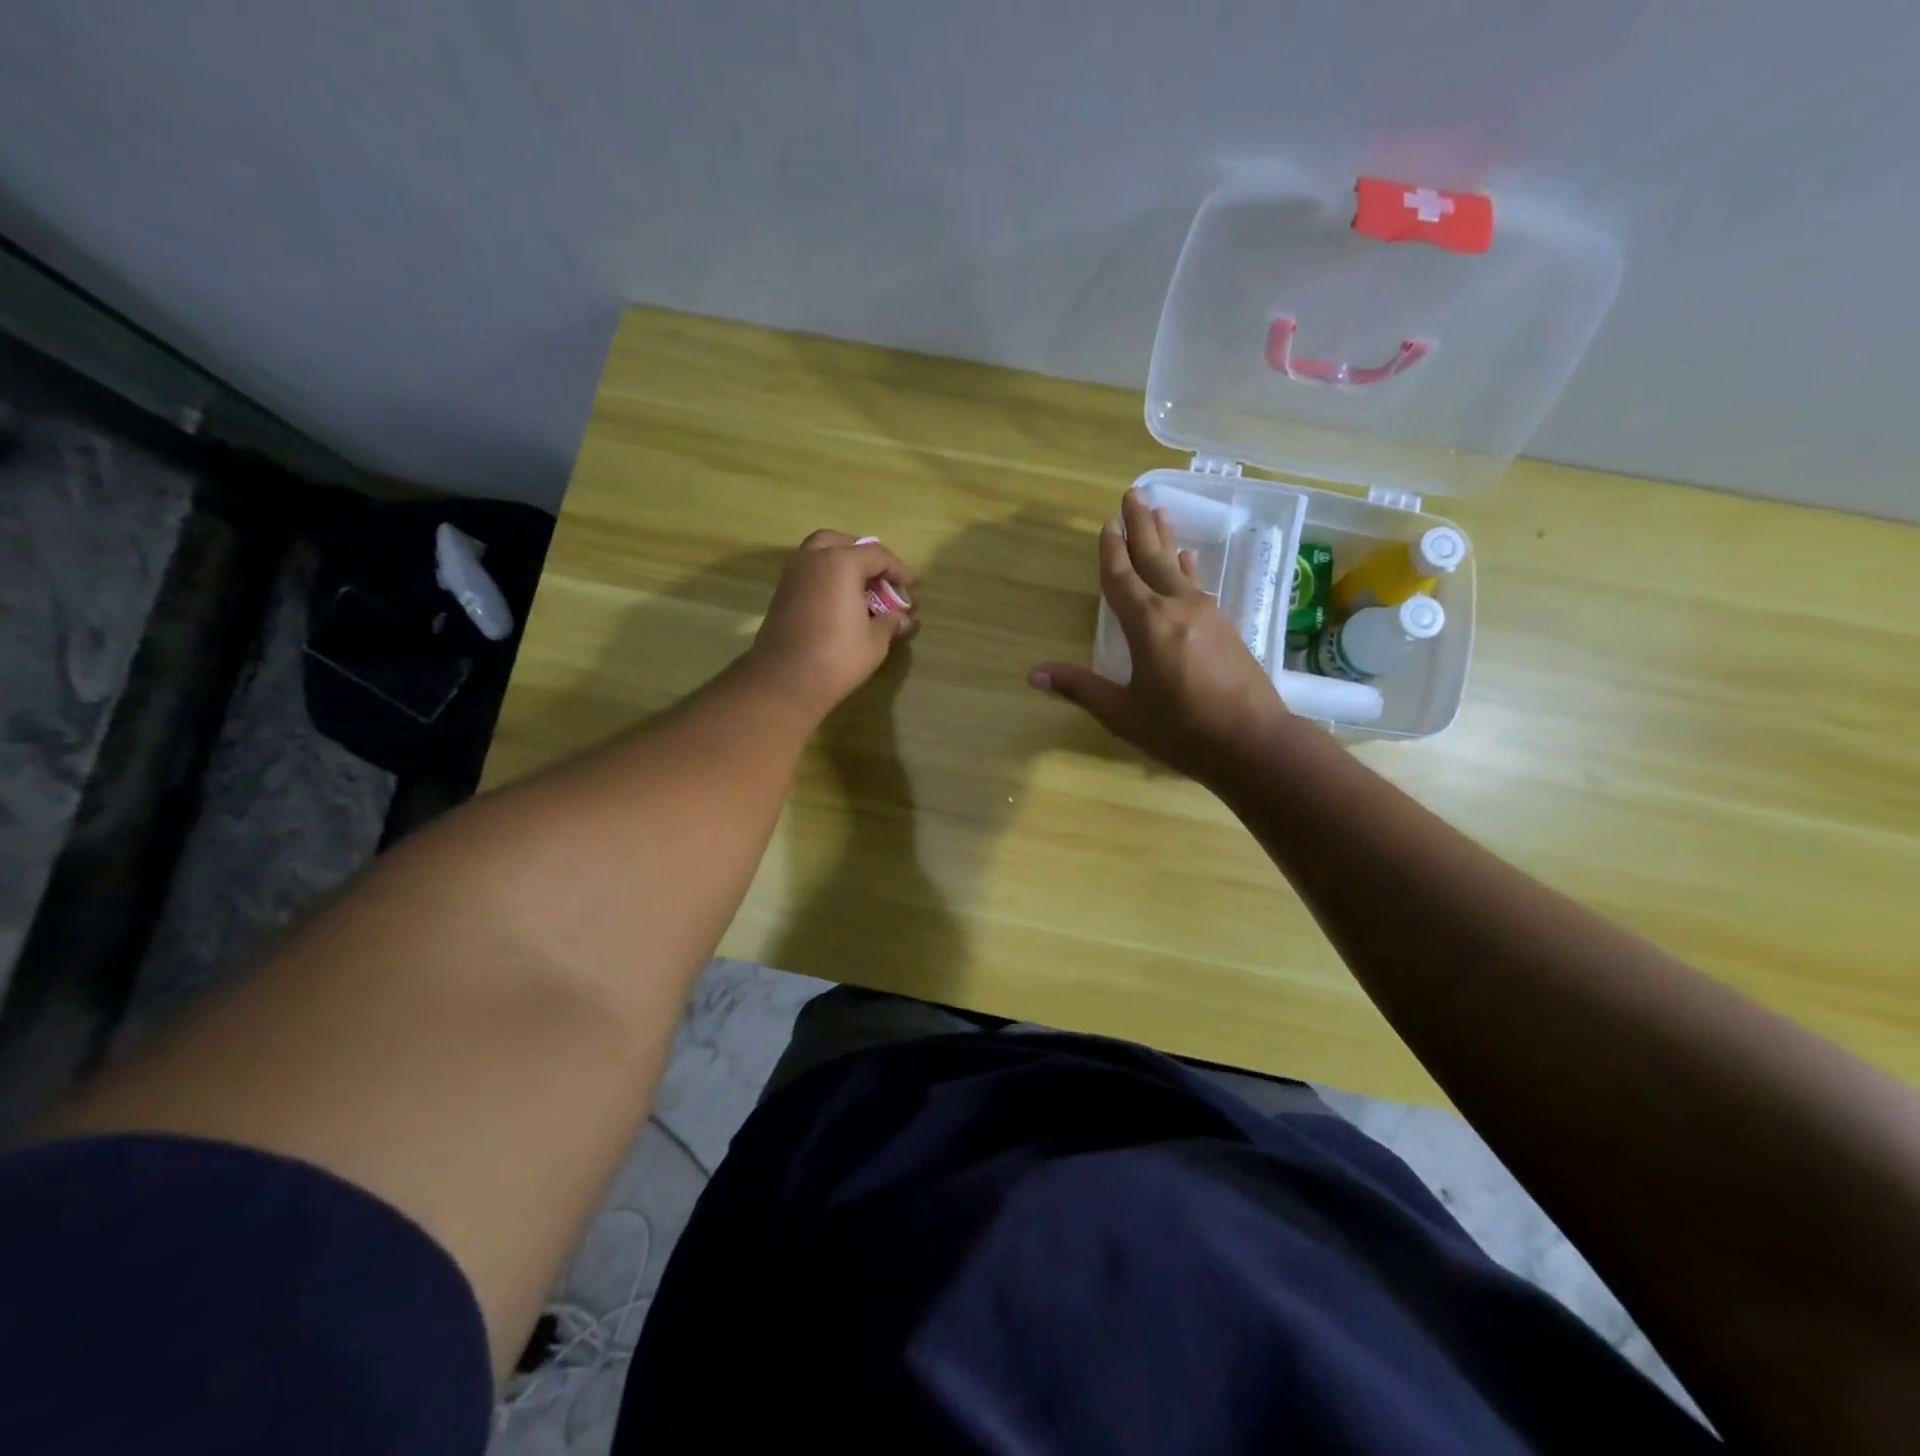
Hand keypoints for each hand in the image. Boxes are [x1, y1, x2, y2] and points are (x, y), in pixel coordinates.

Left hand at [745, 530, 919, 720]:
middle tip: (881, 577)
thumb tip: (903, 618)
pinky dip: (827, 578)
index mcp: (841, 563)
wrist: (785, 681)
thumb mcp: (875, 641)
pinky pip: (809, 573)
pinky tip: (841, 602)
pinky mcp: (781, 594)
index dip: (900, 569)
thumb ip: (890, 622)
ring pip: (820, 555)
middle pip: (843, 543)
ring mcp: (793, 575)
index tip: (915, 584)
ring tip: (862, 590)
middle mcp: (813, 559)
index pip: (877, 555)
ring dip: (842, 565)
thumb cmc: (838, 657)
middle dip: (865, 556)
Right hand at [1028, 490, 1291, 782]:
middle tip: (1133, 493)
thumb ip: (1080, 688)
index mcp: (1147, 623)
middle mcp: (1177, 607)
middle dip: (1140, 526)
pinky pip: (1199, 586)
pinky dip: (1188, 569)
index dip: (1110, 551)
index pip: (1121, 578)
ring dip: (1166, 540)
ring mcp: (1207, 615)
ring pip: (1179, 568)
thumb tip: (1033, 674)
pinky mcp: (1227, 627)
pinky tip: (1190, 562)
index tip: (1106, 523)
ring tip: (1160, 512)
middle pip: (1153, 558)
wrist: (1254, 743)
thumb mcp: (1123, 712)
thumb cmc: (1181, 730)